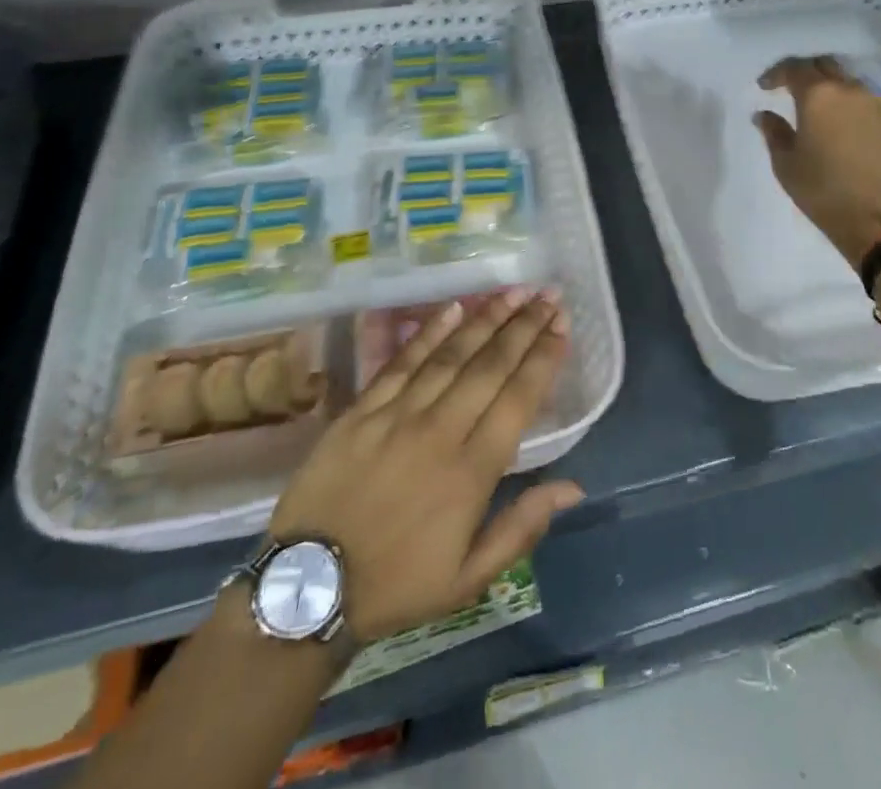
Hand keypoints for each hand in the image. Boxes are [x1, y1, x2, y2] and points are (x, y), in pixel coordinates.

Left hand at [266, 287, 580, 642]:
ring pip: (452, 355)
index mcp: (472, 472)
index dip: (543, 358)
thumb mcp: (468, 578)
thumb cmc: (396, 584)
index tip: (562, 326)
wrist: (307, 587)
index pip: (518, 399)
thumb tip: (573, 488)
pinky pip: (403, 362)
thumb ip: (521, 528)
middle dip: (524, 326)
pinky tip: (454, 308)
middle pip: (491, 366)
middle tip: (548, 295)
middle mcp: (441, 431)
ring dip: (487, 319)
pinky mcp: (363, 409)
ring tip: (514, 292)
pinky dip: (430, 332)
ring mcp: (398, 415)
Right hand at [754, 55, 880, 267]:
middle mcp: (851, 91)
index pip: (794, 68)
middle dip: (805, 72)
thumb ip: (774, 132)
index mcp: (819, 95)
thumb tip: (764, 115)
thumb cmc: (823, 191)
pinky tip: (842, 128)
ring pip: (848, 83)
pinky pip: (866, 104)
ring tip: (817, 110)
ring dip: (830, 89)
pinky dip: (850, 107)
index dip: (776, 74)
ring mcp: (877, 106)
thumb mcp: (786, 164)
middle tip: (789, 89)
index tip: (764, 87)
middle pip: (825, 66)